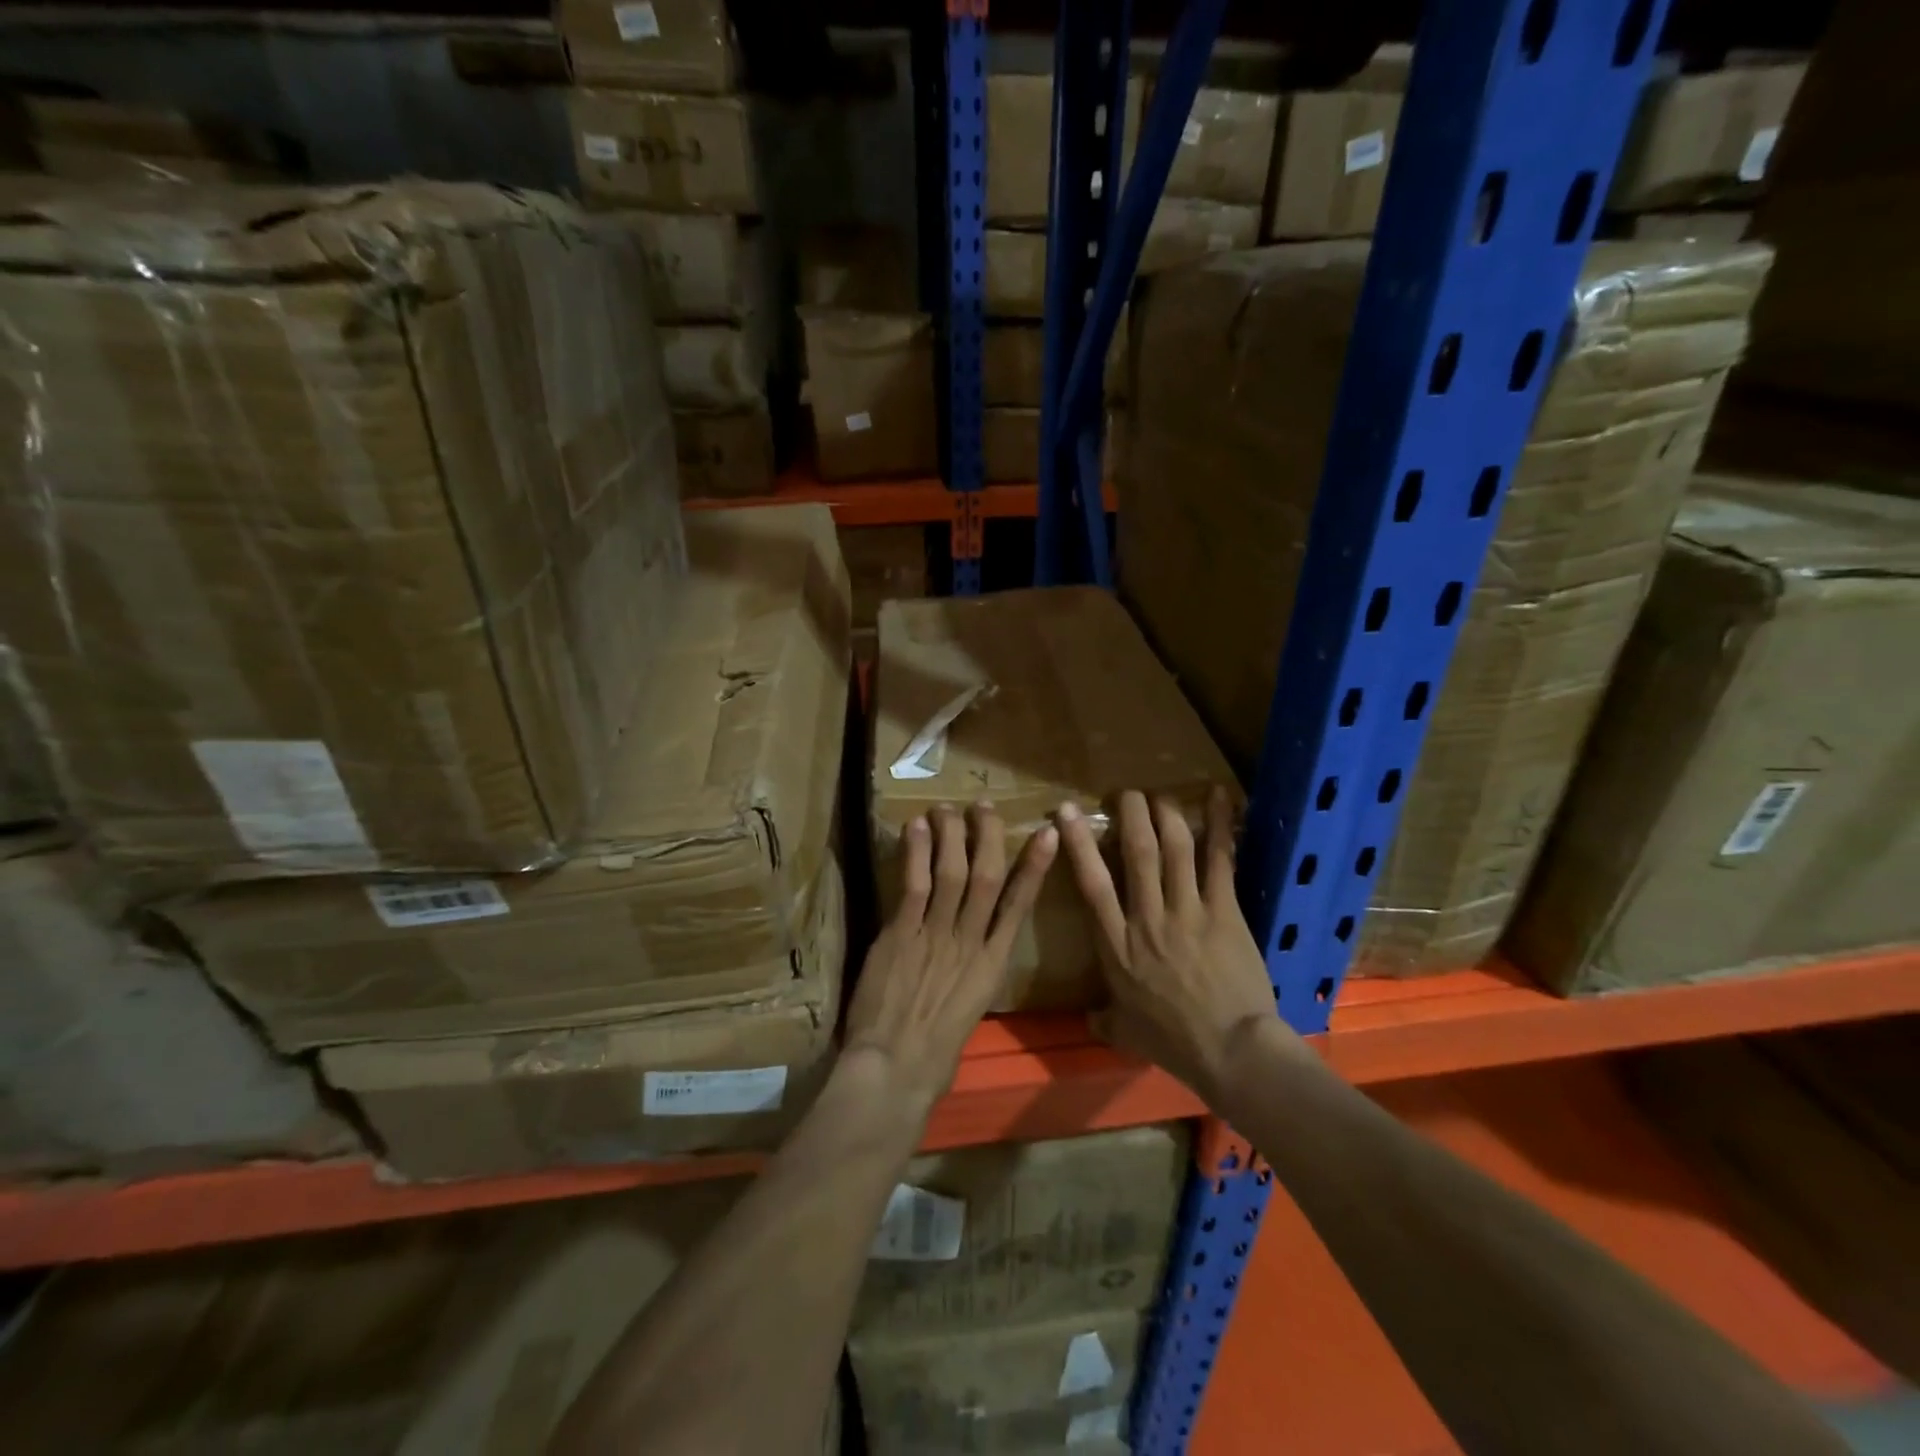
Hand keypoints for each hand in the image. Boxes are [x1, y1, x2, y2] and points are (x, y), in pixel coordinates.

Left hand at [845, 803, 1057, 1113]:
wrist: (896, 1070)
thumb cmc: (934, 1054)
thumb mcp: (968, 1010)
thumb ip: (970, 973)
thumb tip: (969, 950)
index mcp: (992, 965)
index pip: (1019, 905)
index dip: (1035, 867)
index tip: (1048, 834)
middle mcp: (970, 942)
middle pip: (987, 877)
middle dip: (987, 837)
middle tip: (982, 807)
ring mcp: (936, 936)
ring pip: (952, 873)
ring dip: (950, 836)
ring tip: (946, 809)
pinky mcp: (902, 935)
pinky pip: (914, 886)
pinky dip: (917, 854)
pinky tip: (917, 827)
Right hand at [1056, 788, 1293, 1101]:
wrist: (1232, 1053)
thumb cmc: (1175, 1044)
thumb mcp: (1127, 1033)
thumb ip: (1104, 1019)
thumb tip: (1089, 1018)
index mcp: (1117, 946)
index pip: (1092, 884)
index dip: (1079, 843)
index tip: (1066, 813)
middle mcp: (1147, 918)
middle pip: (1136, 853)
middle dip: (1130, 815)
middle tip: (1126, 793)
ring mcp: (1187, 911)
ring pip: (1174, 849)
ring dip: (1166, 814)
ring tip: (1160, 794)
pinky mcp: (1224, 911)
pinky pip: (1220, 860)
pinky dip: (1220, 826)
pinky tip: (1220, 797)